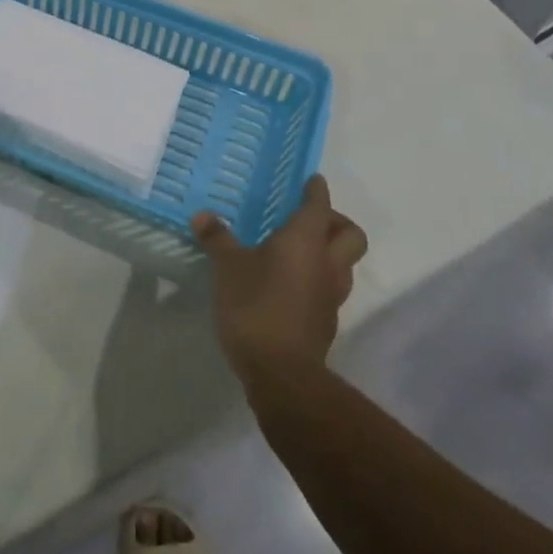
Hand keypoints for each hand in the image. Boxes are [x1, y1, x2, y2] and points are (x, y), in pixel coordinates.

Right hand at [193, 175, 367, 388]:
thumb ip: (218, 239)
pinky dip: (317, 278)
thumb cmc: (255, 306)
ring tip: (297, 250)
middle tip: (308, 218)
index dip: (316, 190)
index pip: (319, 205)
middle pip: (350, 235)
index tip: (312, 180)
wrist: (281, 373)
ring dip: (328, 252)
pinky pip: (329, 288)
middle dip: (335, 222)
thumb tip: (202, 215)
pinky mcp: (326, 321)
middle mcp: (327, 263)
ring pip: (343, 263)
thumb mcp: (227, 267)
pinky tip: (290, 283)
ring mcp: (331, 295)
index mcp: (306, 240)